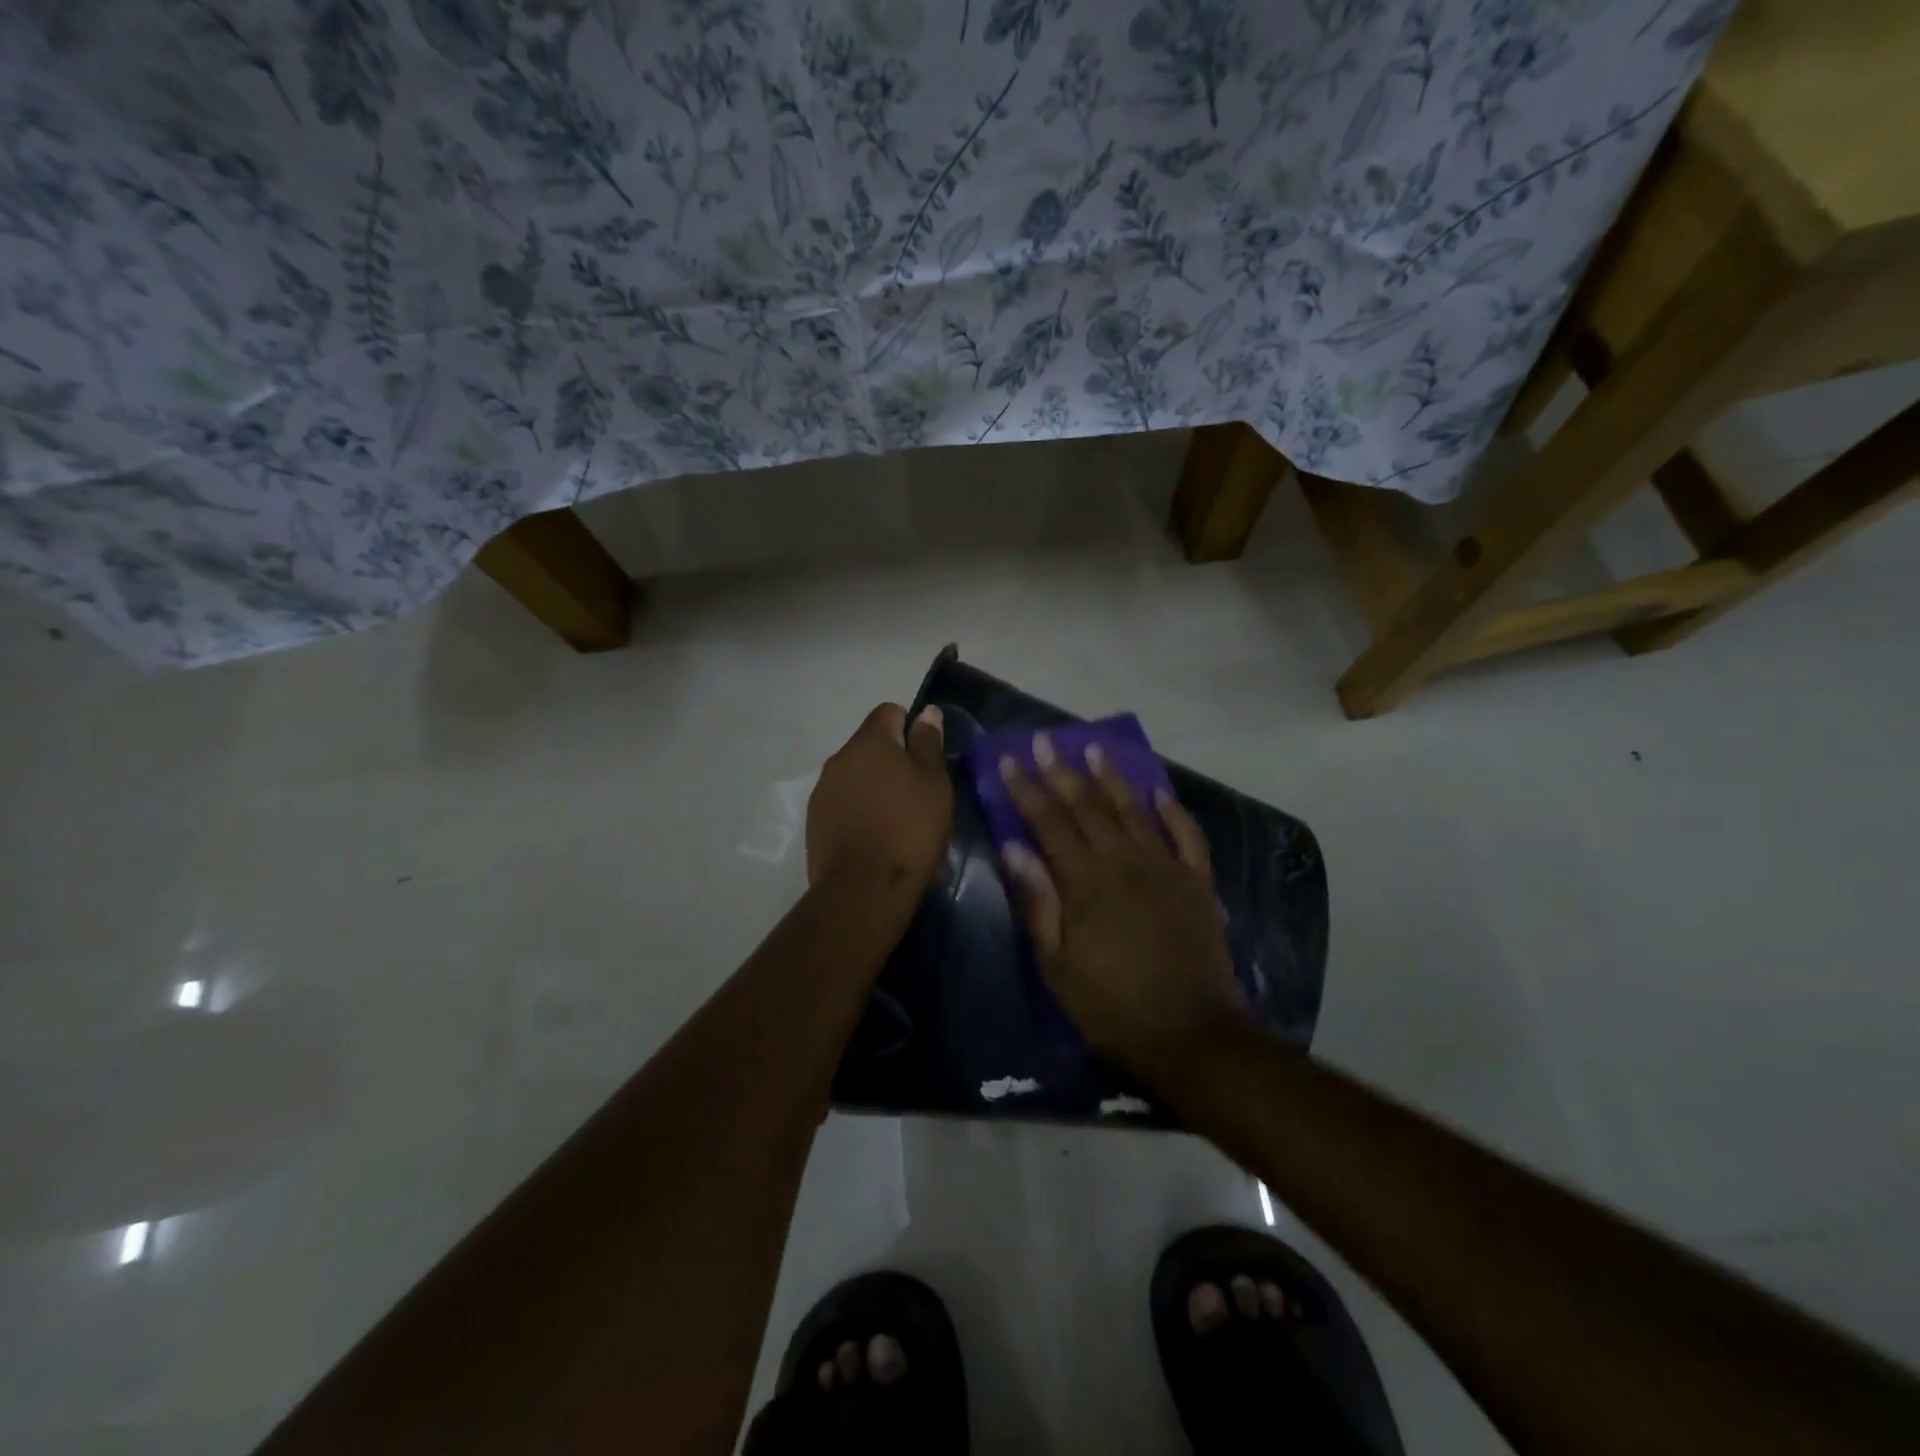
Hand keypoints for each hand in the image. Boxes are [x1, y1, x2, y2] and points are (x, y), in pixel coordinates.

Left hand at [807, 703, 952, 895]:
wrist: (863, 889)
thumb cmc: (909, 829)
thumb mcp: (934, 784)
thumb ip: (928, 744)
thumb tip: (926, 712)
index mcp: (869, 741)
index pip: (889, 712)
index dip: (911, 728)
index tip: (926, 760)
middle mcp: (839, 758)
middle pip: (870, 744)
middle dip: (892, 759)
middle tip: (917, 793)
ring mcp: (822, 790)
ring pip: (855, 774)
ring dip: (874, 786)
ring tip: (896, 819)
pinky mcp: (814, 821)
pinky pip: (842, 801)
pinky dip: (858, 809)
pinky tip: (874, 837)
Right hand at [997, 732, 1243, 1074]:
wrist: (1191, 1033)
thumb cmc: (1112, 1005)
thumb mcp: (1058, 964)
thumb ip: (1038, 902)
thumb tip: (1014, 848)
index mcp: (1086, 881)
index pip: (1049, 822)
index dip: (1027, 789)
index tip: (1011, 759)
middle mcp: (1125, 861)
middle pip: (1088, 806)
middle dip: (1063, 771)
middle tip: (1046, 739)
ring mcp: (1166, 868)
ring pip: (1134, 810)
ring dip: (1113, 778)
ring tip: (1096, 748)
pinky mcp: (1197, 883)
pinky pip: (1187, 836)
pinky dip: (1174, 811)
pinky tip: (1160, 792)